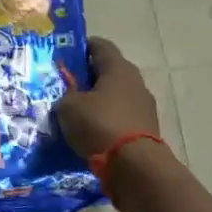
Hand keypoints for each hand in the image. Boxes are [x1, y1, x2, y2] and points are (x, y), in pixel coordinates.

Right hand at [55, 38, 162, 159]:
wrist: (134, 165)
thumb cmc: (99, 125)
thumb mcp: (69, 107)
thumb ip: (66, 95)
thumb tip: (69, 96)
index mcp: (118, 68)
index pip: (100, 45)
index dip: (82, 47)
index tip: (65, 55)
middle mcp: (135, 82)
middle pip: (109, 72)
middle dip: (88, 77)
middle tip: (65, 86)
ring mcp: (144, 106)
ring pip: (115, 96)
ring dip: (98, 101)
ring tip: (76, 112)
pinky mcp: (145, 128)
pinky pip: (121, 117)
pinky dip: (106, 120)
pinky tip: (91, 131)